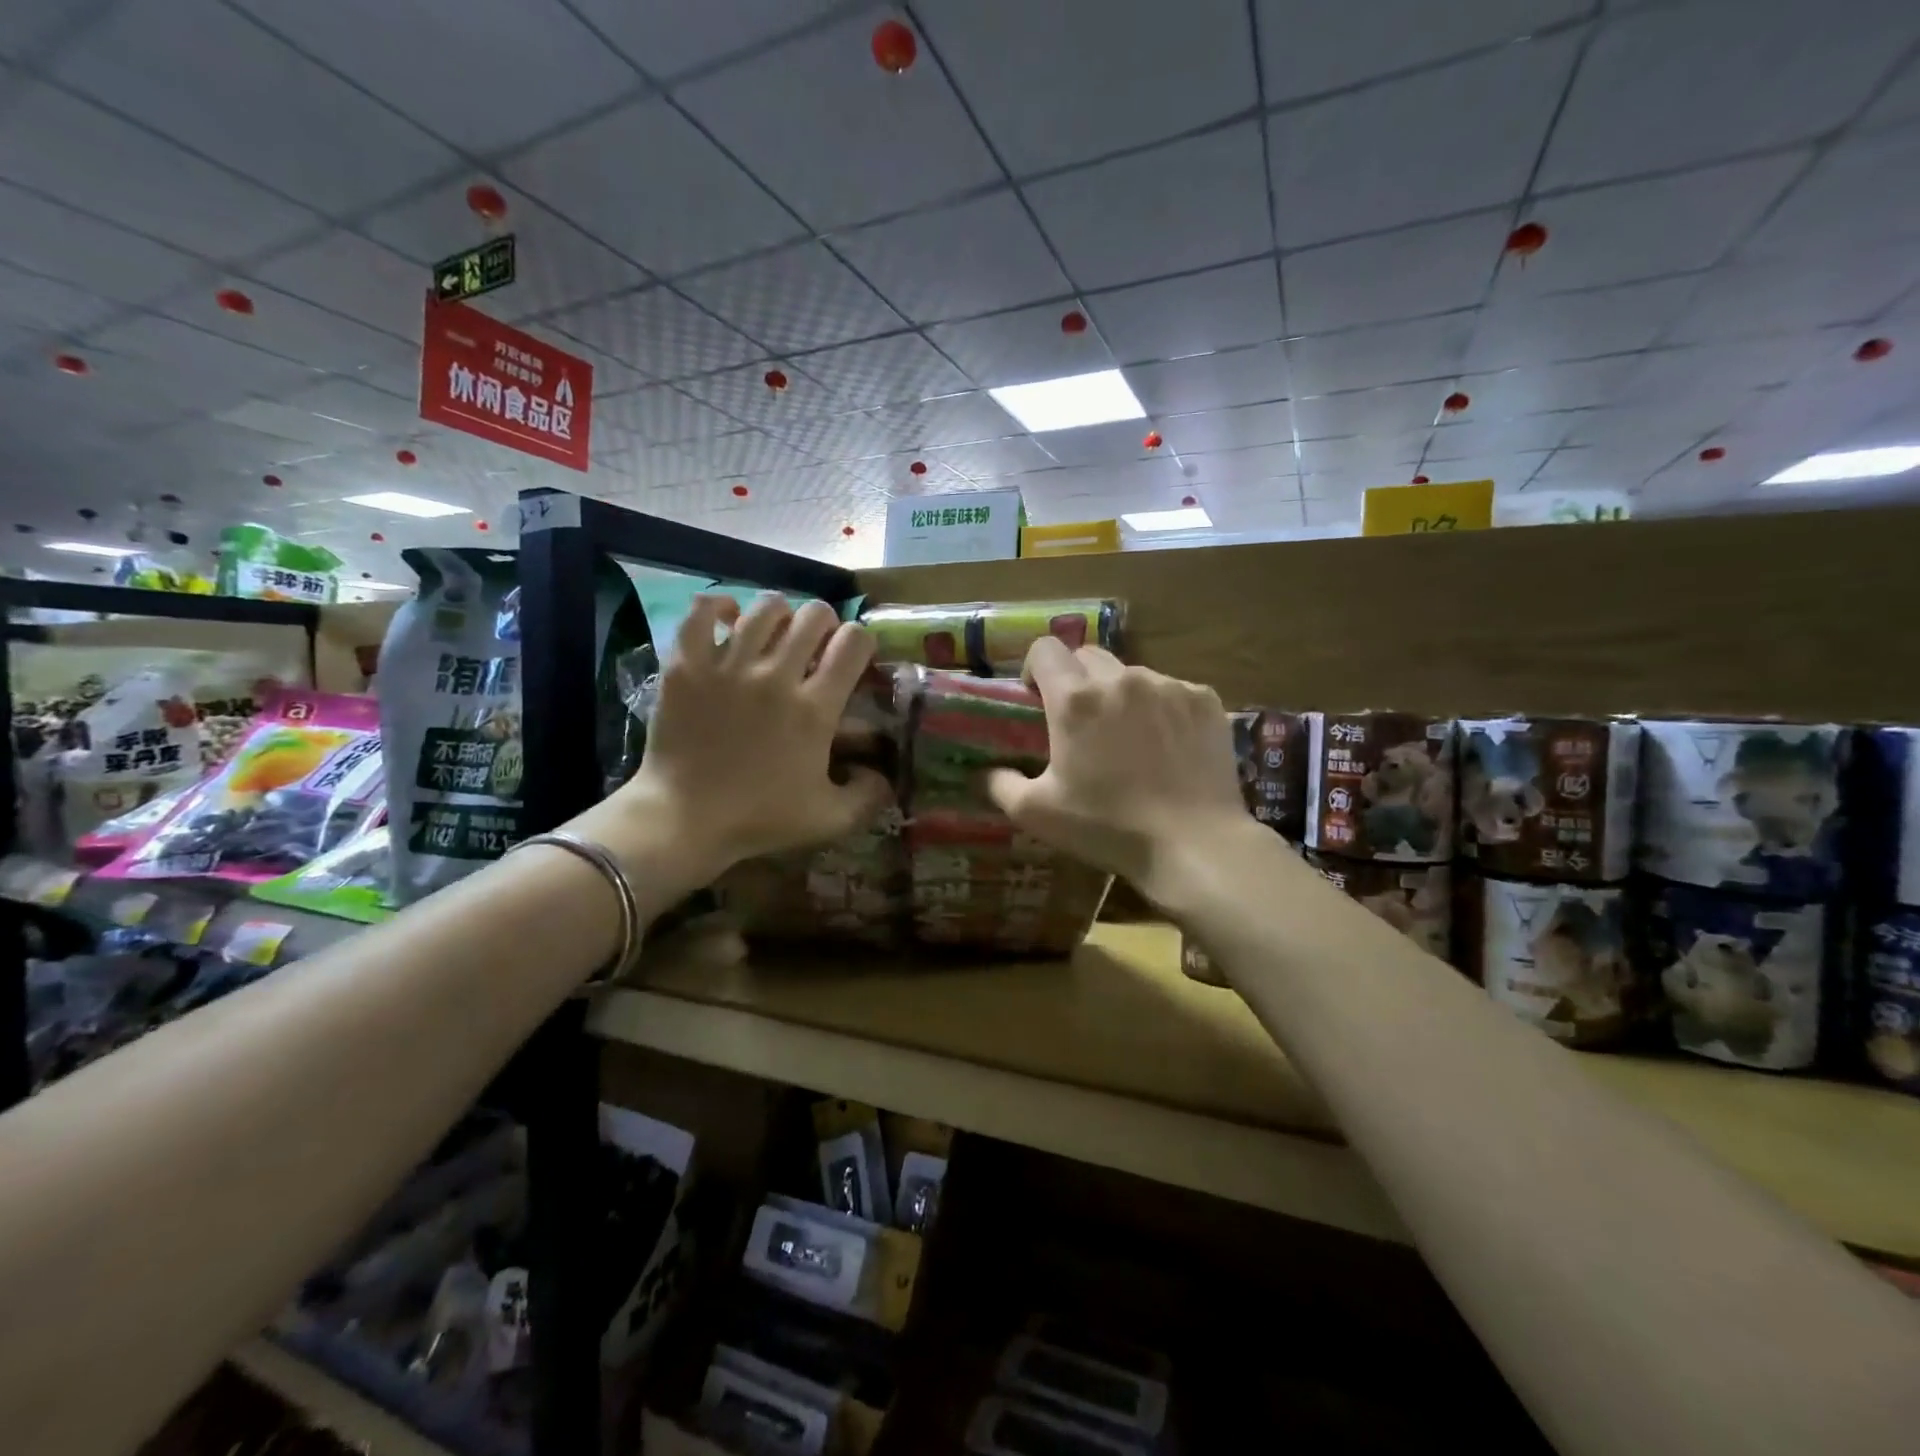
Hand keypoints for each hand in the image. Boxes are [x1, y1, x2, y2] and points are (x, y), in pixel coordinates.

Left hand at [573, 594, 891, 884]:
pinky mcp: (687, 665)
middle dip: (825, 624)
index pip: (854, 642)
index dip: (861, 641)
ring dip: (781, 615)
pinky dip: (719, 607)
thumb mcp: (830, 818)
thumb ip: (869, 795)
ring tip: (776, 634)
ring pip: (766, 608)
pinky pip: (703, 612)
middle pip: (814, 615)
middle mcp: (776, 675)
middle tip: (816, 646)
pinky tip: (729, 619)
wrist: (684, 819)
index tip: (853, 657)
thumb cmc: (760, 819)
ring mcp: (728, 665)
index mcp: (815, 708)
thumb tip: (886, 773)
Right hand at [986, 639, 1252, 907]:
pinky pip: (1172, 689)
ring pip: (1131, 673)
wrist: (1193, 843)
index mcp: (1075, 700)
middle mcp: (1121, 679)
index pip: (1044, 649)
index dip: (1034, 668)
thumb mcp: (1037, 813)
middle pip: (1087, 655)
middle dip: (1076, 679)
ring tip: (1128, 738)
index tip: (1037, 698)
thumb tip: (985, 772)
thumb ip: (1000, 785)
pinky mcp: (1204, 700)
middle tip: (1080, 721)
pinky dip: (1161, 708)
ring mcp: (1168, 685)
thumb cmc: (1108, 827)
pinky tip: (1167, 746)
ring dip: (1120, 695)